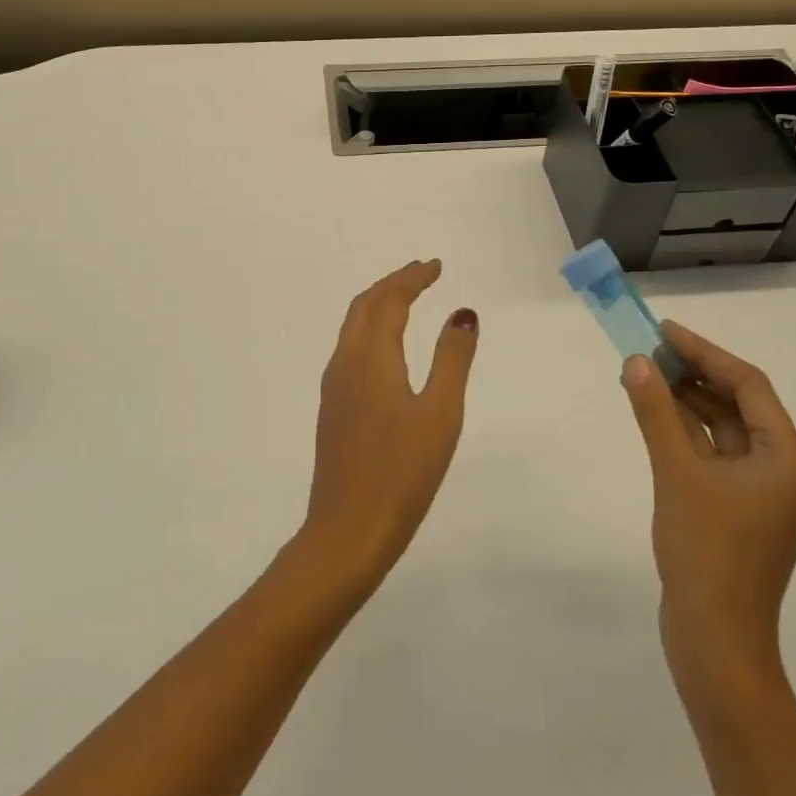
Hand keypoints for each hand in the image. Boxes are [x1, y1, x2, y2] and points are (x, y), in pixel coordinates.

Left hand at [299, 260, 478, 586]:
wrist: (349, 529)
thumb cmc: (403, 471)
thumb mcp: (440, 413)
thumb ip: (452, 359)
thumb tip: (463, 314)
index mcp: (371, 357)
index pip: (389, 301)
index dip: (412, 278)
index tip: (435, 265)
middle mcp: (345, 362)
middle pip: (364, 306)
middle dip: (393, 283)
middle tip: (422, 273)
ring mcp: (334, 386)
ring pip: (353, 326)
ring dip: (378, 304)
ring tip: (406, 299)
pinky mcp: (333, 408)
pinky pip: (349, 347)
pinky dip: (370, 328)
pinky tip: (385, 346)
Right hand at [621, 321, 795, 701]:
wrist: (715, 639)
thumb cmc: (705, 551)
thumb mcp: (676, 472)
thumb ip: (656, 412)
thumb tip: (637, 362)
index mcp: (788, 459)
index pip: (748, 385)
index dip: (704, 352)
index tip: (664, 330)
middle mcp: (785, 471)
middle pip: (739, 405)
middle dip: (694, 375)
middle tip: (648, 350)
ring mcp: (765, 494)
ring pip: (725, 431)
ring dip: (687, 403)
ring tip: (644, 376)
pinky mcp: (743, 512)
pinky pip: (716, 456)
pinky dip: (688, 434)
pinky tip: (656, 417)